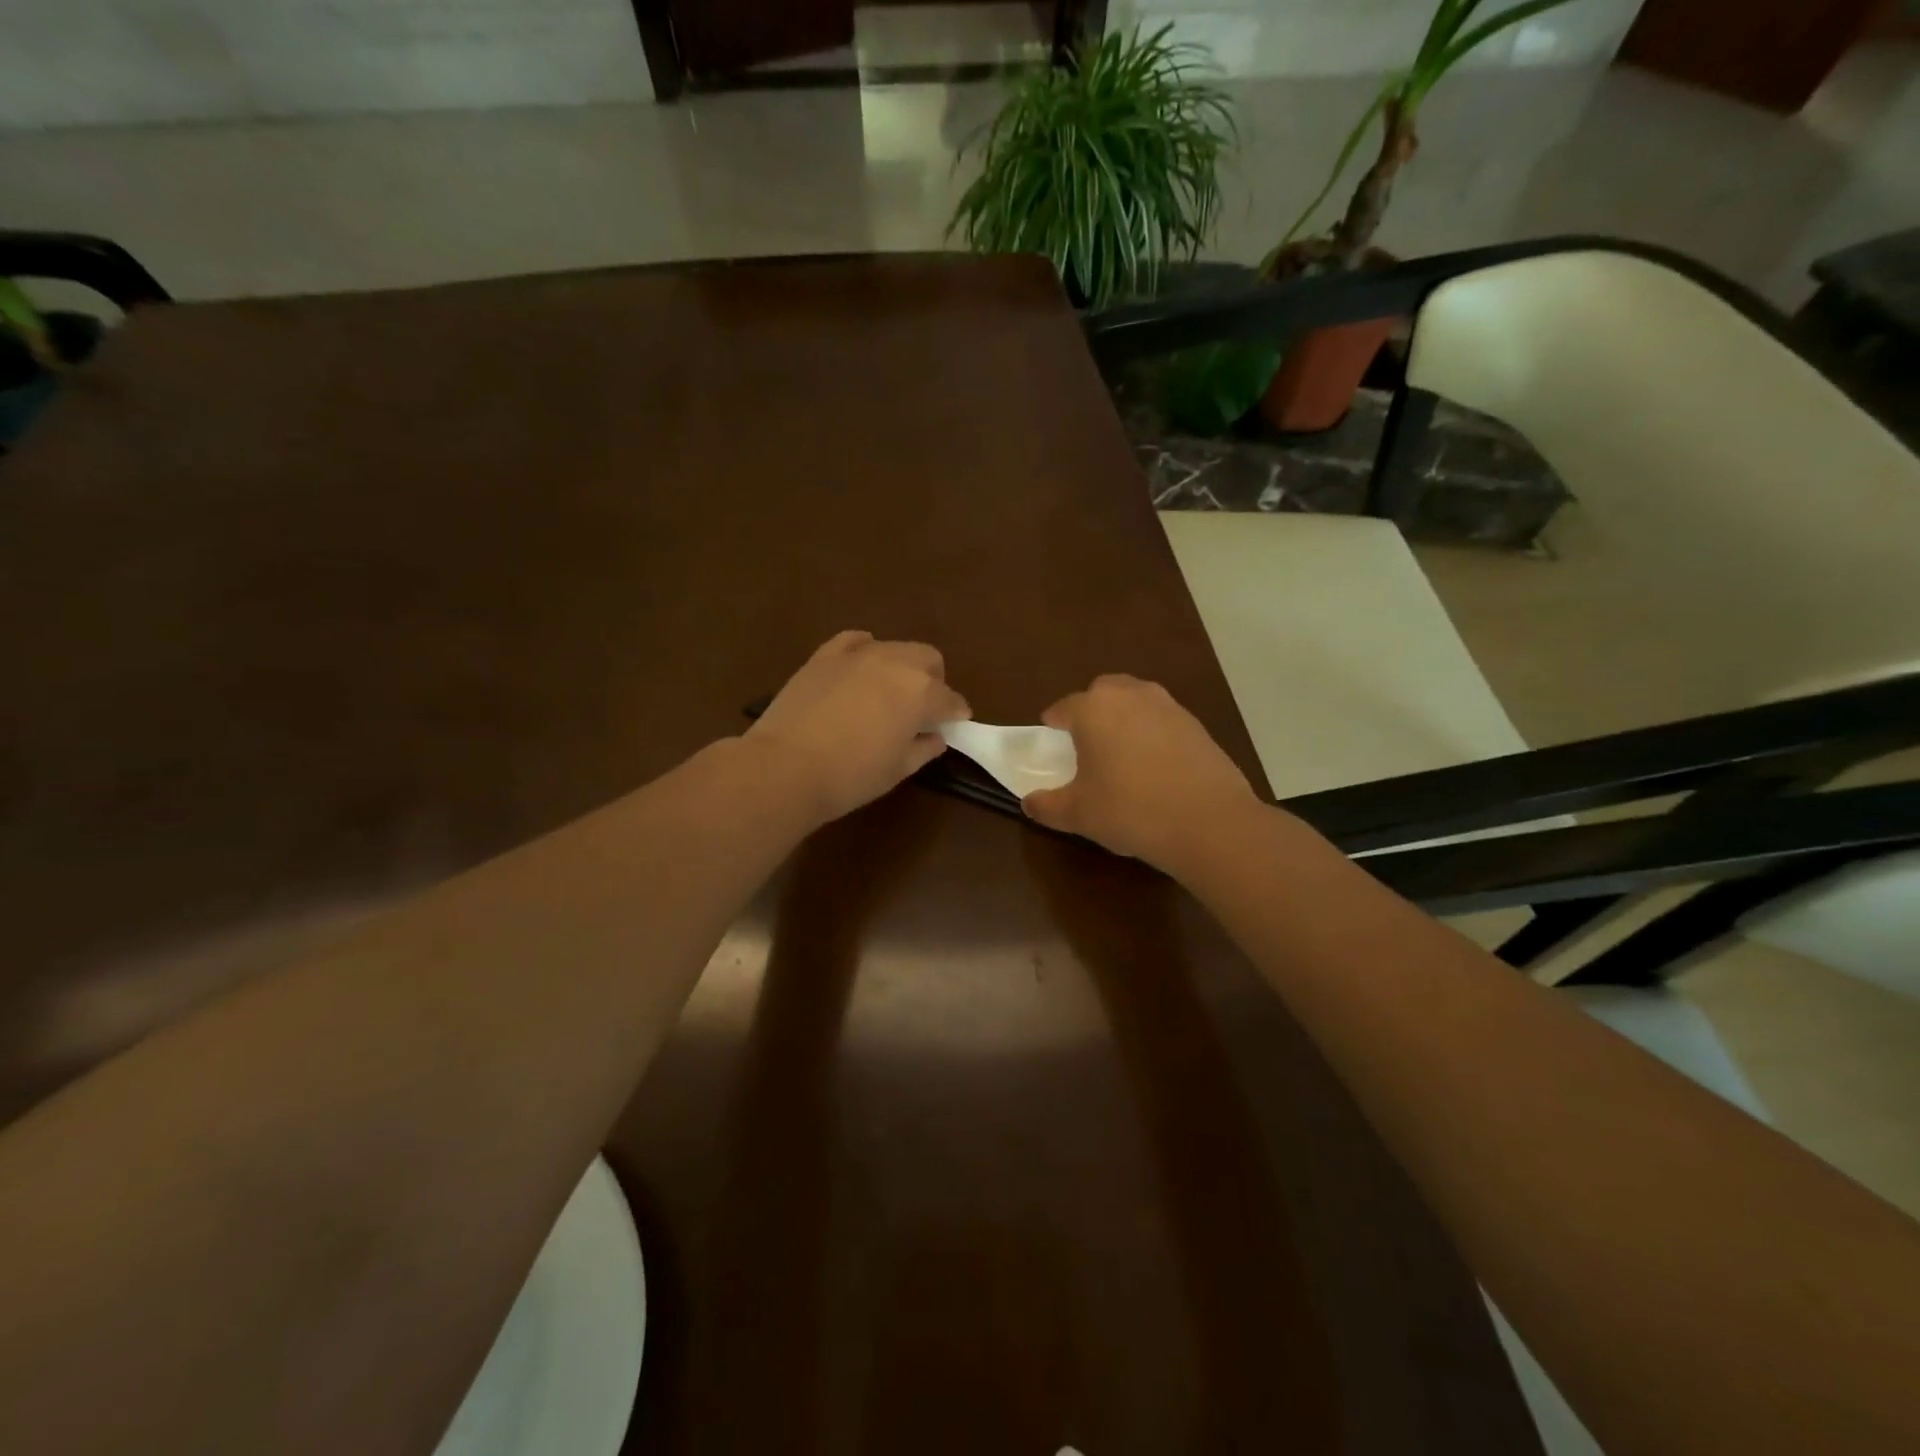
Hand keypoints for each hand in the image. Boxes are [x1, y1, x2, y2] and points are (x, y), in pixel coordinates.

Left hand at [746, 631, 969, 823]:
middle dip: (934, 681)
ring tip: (889, 692)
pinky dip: (865, 649)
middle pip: (928, 660)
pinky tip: (861, 665)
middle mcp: (896, 663)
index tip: (955, 725)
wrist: (786, 767)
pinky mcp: (825, 655)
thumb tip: (935, 737)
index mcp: (921, 693)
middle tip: (923, 709)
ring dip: (901, 666)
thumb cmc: (851, 776)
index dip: (956, 714)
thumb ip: (923, 749)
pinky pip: (854, 641)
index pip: (950, 699)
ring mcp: (858, 654)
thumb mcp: (898, 770)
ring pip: (894, 648)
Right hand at [1023, 674, 1259, 872]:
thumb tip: (1029, 804)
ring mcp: (1168, 706)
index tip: (1050, 739)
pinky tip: (1155, 766)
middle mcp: (1130, 696)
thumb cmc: (1129, 810)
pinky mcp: (1197, 725)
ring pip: (1136, 701)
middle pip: (1102, 692)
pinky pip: (1163, 720)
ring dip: (1124, 717)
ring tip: (1121, 752)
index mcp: (1093, 709)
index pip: (1063, 707)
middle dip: (1091, 710)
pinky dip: (1153, 733)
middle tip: (1086, 742)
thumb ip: (1047, 806)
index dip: (1053, 724)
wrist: (1208, 821)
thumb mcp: (1078, 814)